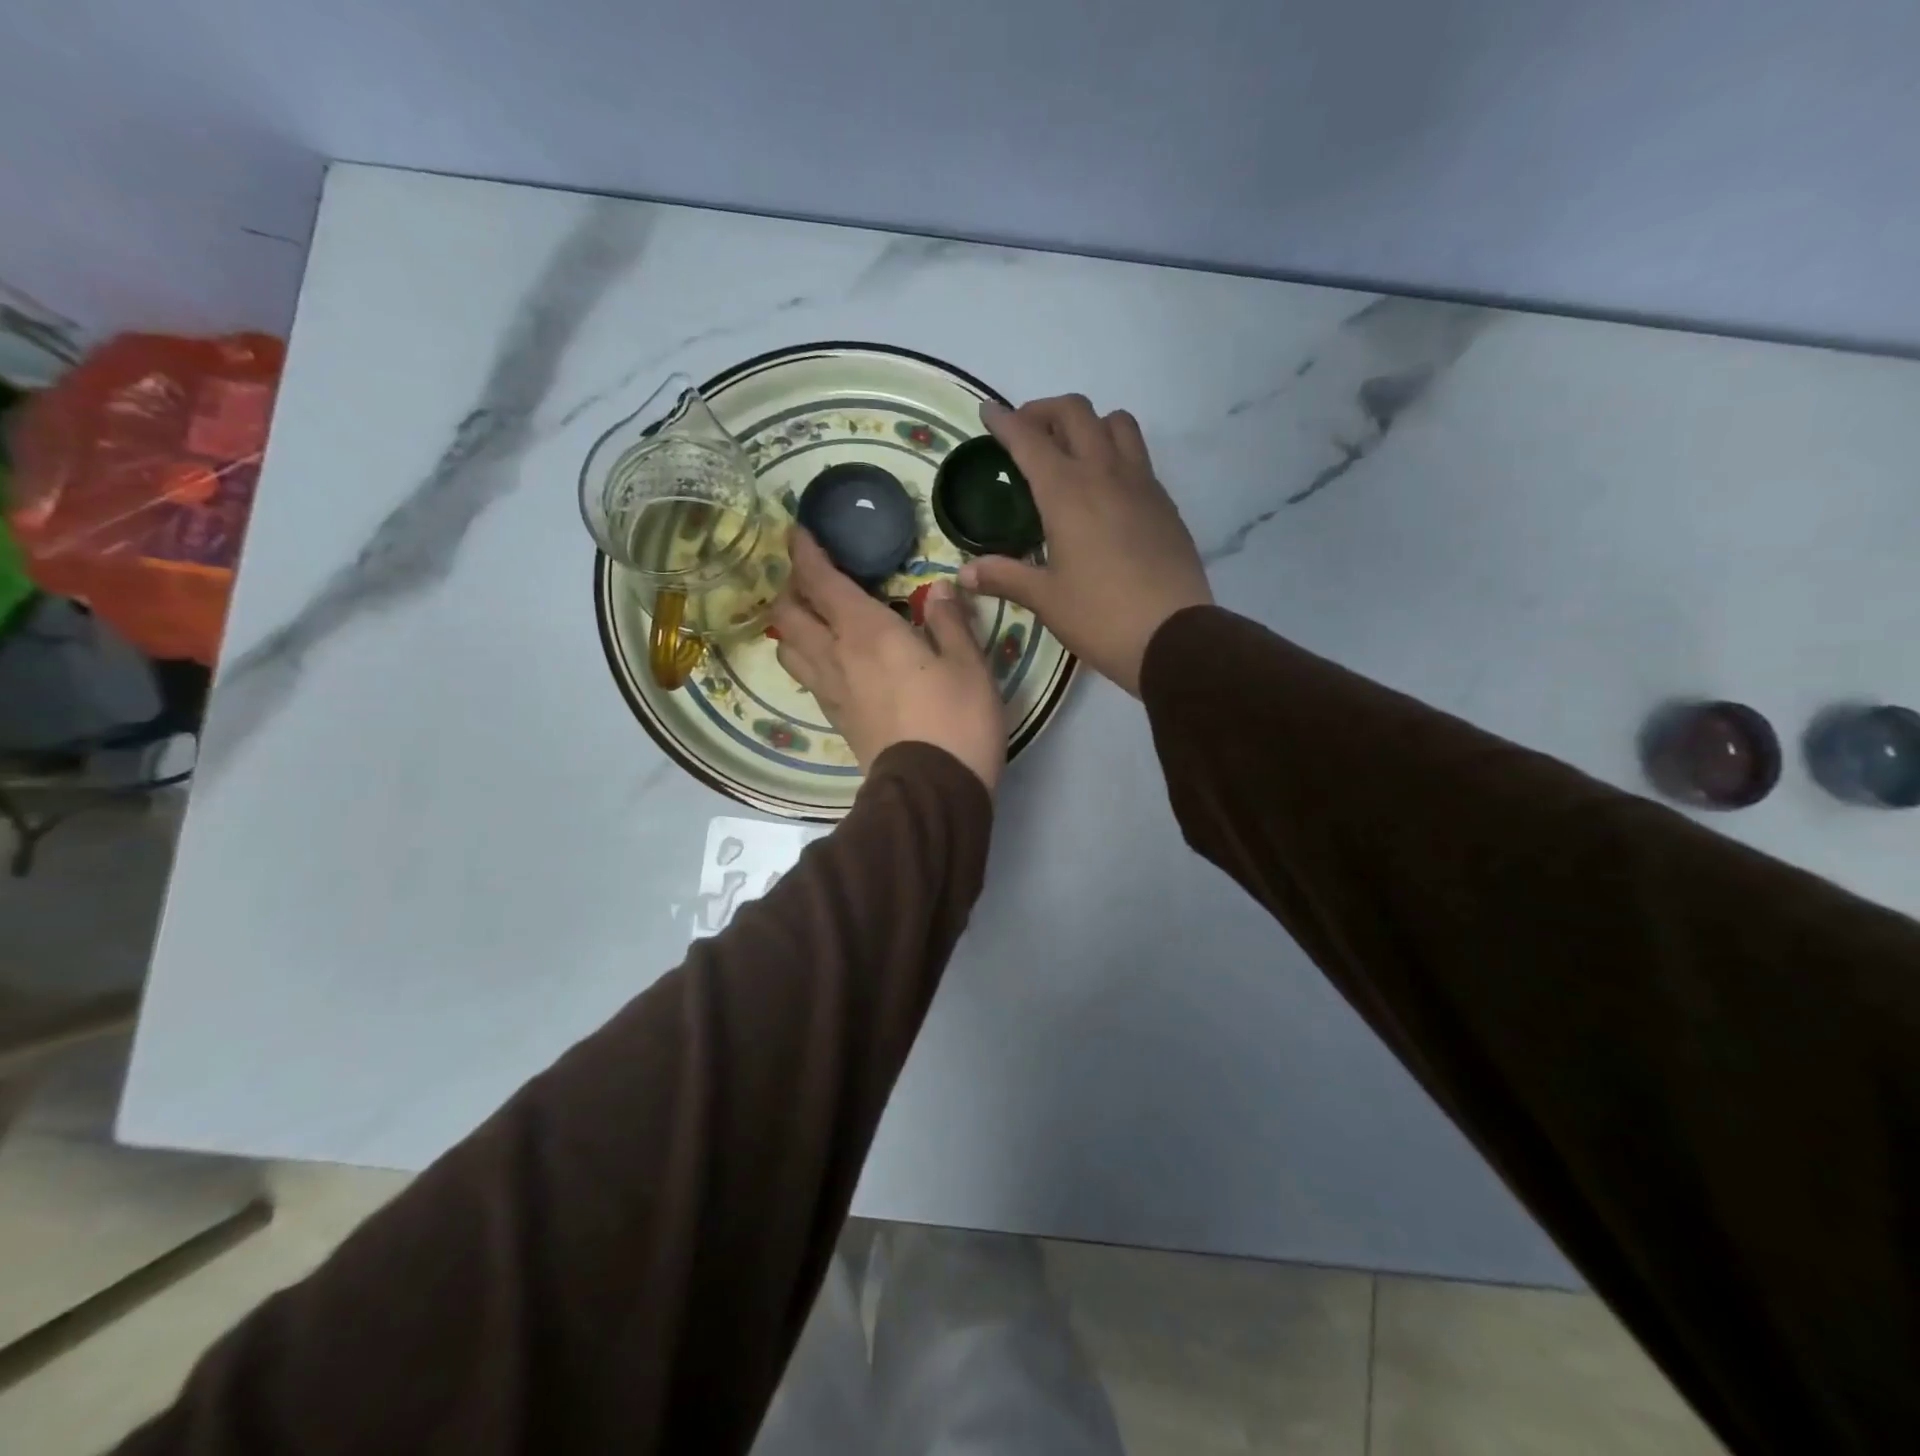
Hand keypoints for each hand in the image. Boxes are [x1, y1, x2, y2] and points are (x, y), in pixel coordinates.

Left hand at [771, 528, 1005, 792]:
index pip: (821, 582)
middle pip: (790, 614)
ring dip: (791, 624)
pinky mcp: (837, 719)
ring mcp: (832, 692)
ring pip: (790, 648)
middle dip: (791, 586)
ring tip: (811, 615)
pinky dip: (807, 656)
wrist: (932, 792)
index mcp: (867, 633)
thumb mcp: (969, 665)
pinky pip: (808, 677)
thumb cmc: (957, 720)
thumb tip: (939, 589)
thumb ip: (950, 622)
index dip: (805, 552)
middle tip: (810, 575)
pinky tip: (829, 657)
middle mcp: (837, 657)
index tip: (798, 531)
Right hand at [960, 395, 1211, 695]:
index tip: (988, 411)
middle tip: (1026, 433)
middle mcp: (1105, 473)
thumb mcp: (1045, 599)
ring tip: (1071, 451)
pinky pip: (1138, 456)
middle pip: (1076, 412)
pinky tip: (1104, 489)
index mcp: (1067, 492)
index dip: (1005, 421)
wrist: (1174, 637)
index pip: (1030, 439)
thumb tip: (964, 574)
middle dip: (1044, 411)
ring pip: (1116, 423)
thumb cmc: (1100, 617)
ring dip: (1089, 423)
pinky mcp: (1164, 502)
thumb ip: (1004, 577)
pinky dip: (1115, 452)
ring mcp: (1141, 483)